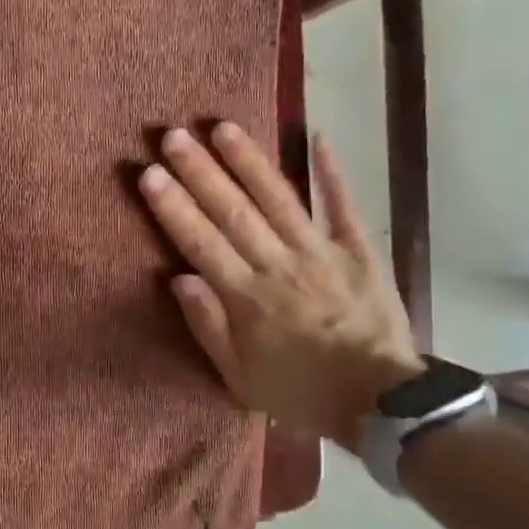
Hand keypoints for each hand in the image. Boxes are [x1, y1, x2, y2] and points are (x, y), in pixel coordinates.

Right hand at [139, 122, 423, 450]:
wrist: (379, 401)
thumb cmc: (300, 392)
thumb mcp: (239, 378)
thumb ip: (208, 326)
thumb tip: (179, 278)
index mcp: (246, 297)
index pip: (201, 242)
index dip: (173, 207)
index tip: (149, 174)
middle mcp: (278, 265)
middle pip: (233, 211)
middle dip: (200, 172)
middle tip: (173, 136)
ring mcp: (320, 252)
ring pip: (278, 199)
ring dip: (249, 161)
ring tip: (222, 126)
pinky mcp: (358, 250)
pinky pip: (342, 206)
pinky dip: (331, 172)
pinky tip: (317, 136)